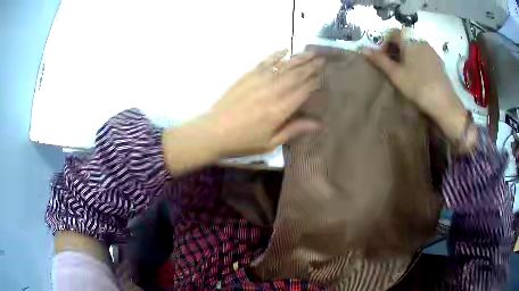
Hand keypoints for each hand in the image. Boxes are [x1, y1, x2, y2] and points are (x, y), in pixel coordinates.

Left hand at [202, 49, 322, 155]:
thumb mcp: (270, 143)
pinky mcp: (248, 75)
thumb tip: (318, 123)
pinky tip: (285, 49)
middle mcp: (273, 91)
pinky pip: (265, 61)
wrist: (213, 131)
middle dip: (311, 66)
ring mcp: (259, 80)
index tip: (323, 74)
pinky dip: (276, 55)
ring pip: (284, 66)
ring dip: (299, 58)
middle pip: (297, 75)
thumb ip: (294, 130)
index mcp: (280, 110)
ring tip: (311, 52)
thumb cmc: (243, 141)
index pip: (303, 91)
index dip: (314, 81)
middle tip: (322, 58)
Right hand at [363, 29, 474, 150]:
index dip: (384, 44)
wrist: (443, 102)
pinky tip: (419, 74)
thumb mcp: (395, 74)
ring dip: (406, 54)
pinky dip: (417, 59)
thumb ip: (379, 60)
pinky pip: (423, 53)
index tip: (384, 59)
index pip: (391, 33)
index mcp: (408, 40)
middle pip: (403, 38)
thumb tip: (362, 49)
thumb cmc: (417, 86)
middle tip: (393, 66)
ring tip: (406, 71)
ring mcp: (431, 50)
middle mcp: (420, 40)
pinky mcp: (438, 60)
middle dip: (395, 49)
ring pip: (414, 46)